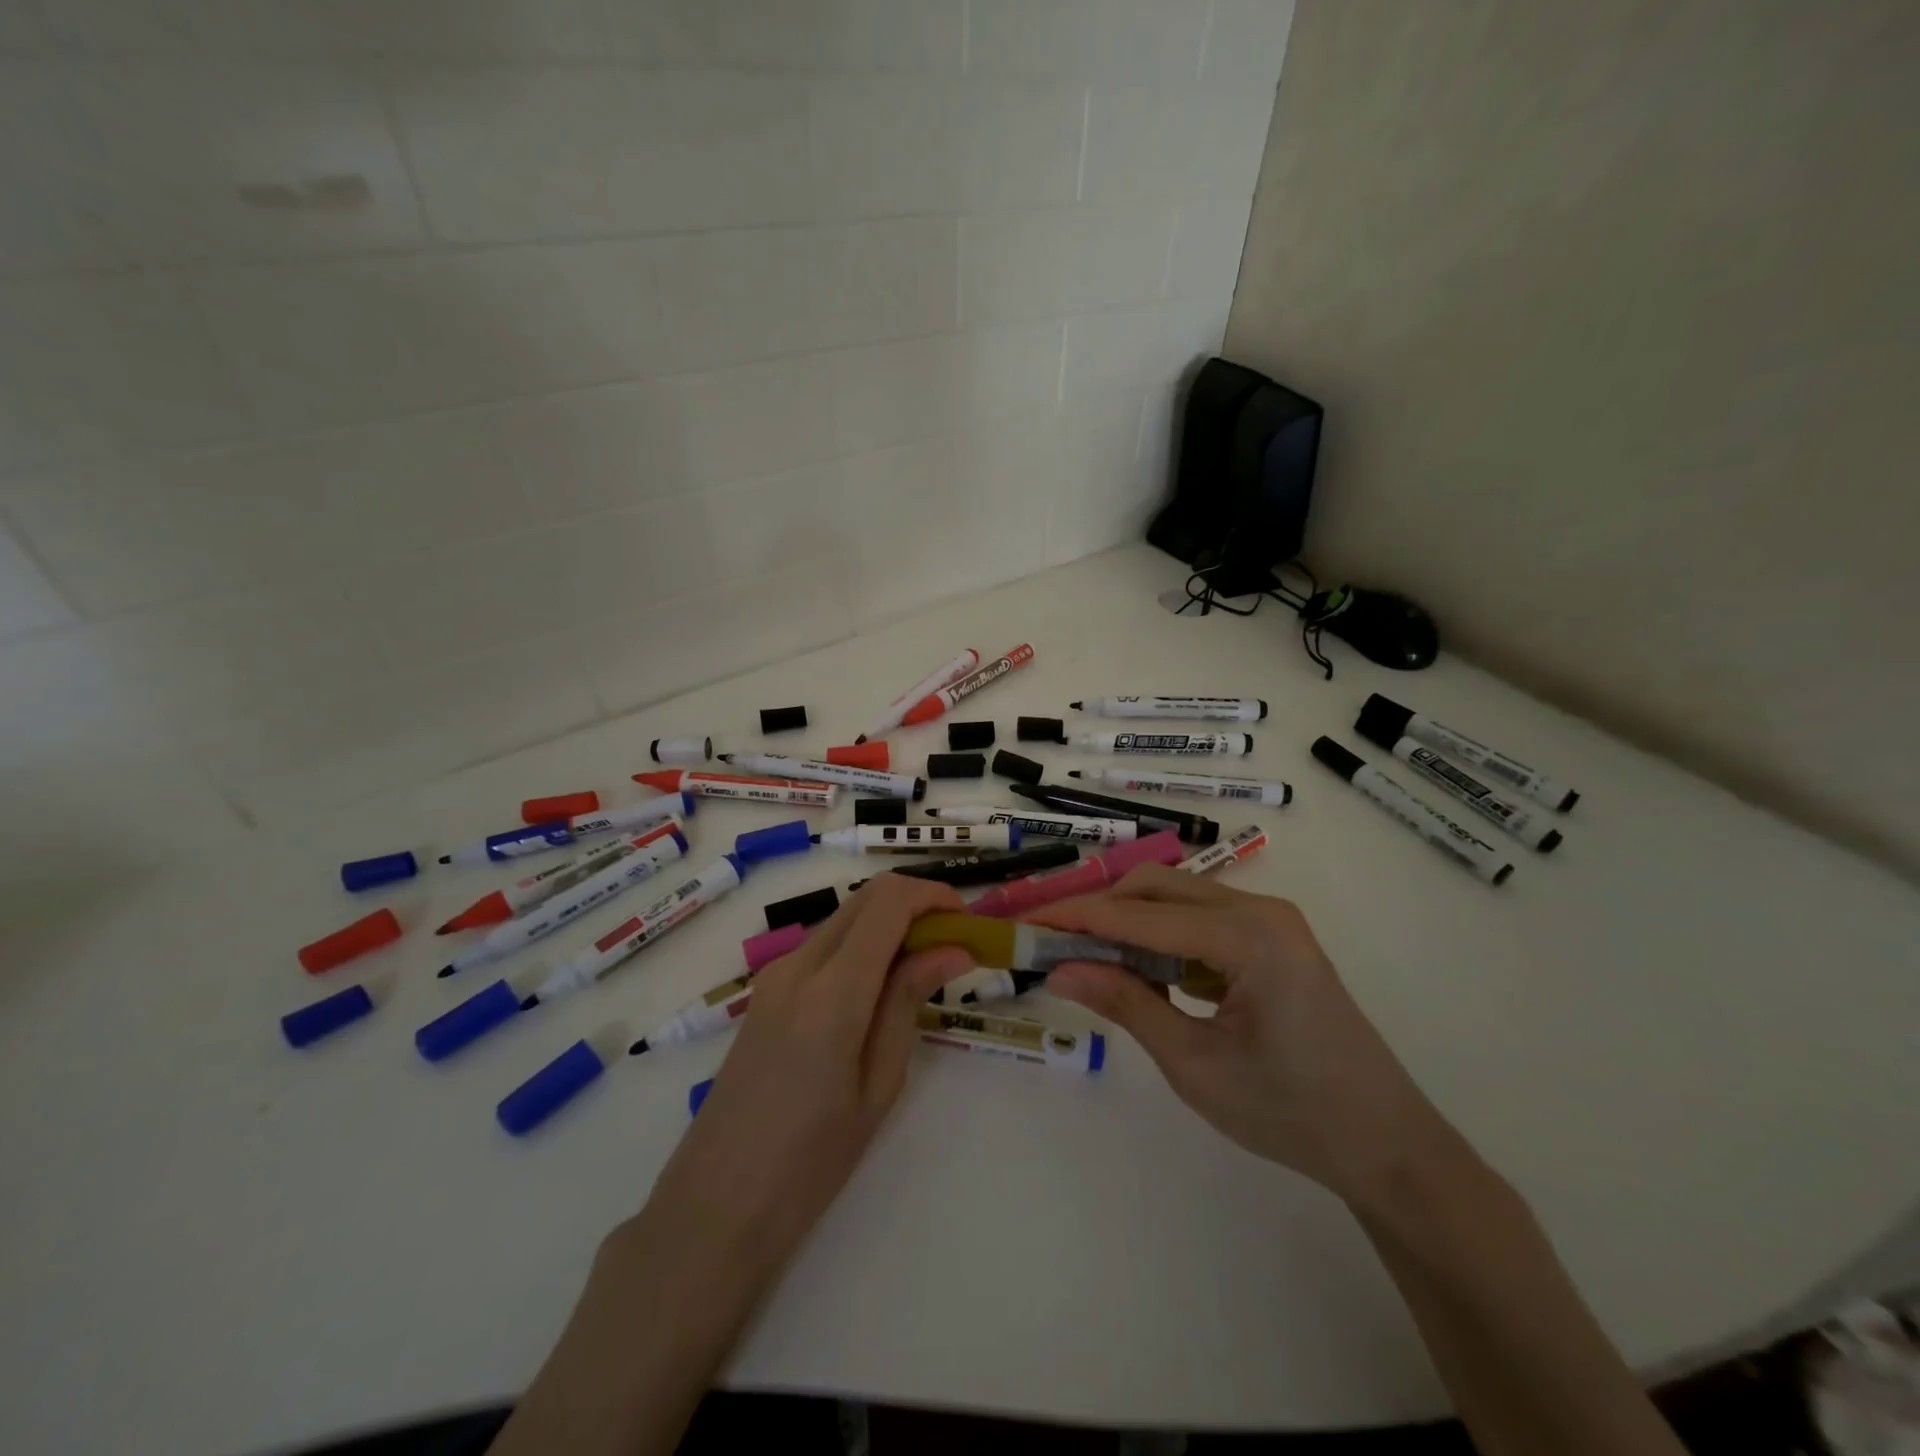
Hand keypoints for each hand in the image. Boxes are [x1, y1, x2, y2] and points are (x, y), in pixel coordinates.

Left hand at [631, 873, 974, 1285]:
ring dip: (889, 924)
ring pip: (844, 918)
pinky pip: (823, 945)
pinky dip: (862, 946)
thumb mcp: (878, 1085)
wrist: (715, 1205)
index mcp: (832, 990)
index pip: (889, 902)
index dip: (934, 896)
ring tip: (924, 971)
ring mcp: (775, 975)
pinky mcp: (765, 991)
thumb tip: (951, 949)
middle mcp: (798, 964)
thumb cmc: (810, 1162)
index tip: (967, 921)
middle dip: (916, 905)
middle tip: (953, 943)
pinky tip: (879, 990)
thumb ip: (908, 1003)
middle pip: (865, 898)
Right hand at [1033, 865, 1454, 1206]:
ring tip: (1083, 955)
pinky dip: (1159, 936)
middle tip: (1051, 939)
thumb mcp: (1194, 1064)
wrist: (1386, 1146)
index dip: (1078, 916)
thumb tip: (1059, 971)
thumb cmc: (1290, 1112)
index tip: (1027, 920)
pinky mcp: (1272, 939)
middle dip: (1100, 909)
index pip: (1141, 914)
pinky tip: (1138, 969)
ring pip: (1176, 898)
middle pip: (1157, 887)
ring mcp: (1270, 921)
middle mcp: (1260, 910)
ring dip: (1128, 921)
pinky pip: (1199, 919)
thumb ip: (1125, 1005)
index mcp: (1249, 936)